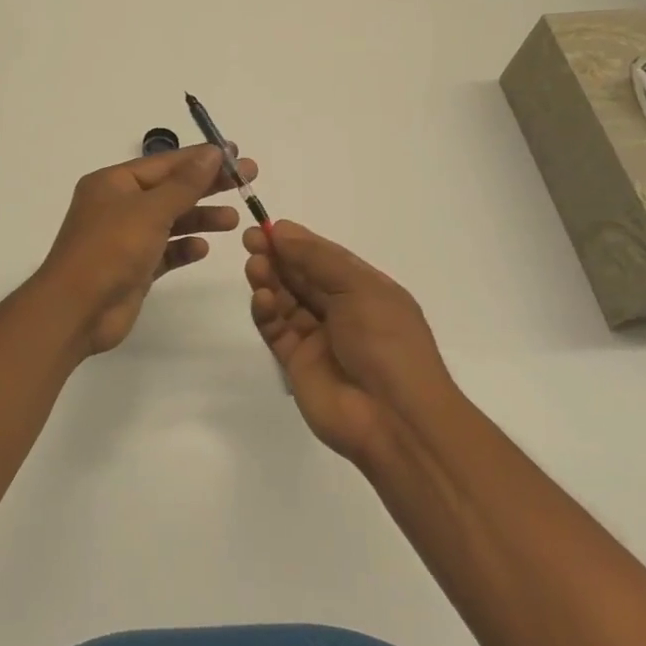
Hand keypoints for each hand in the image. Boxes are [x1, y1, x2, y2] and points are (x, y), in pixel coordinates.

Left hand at [36, 145, 258, 355]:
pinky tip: (203, 248)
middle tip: (248, 180)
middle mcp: (118, 206)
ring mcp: (125, 238)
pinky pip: (164, 252)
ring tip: (234, 220)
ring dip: (200, 218)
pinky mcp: (133, 268)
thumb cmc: (110, 249)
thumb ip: (185, 184)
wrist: (76, 310)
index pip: (165, 163)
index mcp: (113, 183)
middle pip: (171, 189)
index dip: (202, 157)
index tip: (237, 154)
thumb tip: (213, 152)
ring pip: (170, 221)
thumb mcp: (150, 210)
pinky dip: (183, 248)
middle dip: (208, 185)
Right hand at [244, 221, 453, 463]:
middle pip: (301, 276)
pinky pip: (276, 330)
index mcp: (365, 290)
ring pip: (285, 301)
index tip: (268, 227)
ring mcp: (318, 338)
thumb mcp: (360, 288)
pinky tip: (262, 299)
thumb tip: (281, 230)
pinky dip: (266, 312)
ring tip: (254, 266)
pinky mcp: (296, 363)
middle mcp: (341, 310)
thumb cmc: (387, 342)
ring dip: (269, 280)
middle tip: (250, 240)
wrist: (394, 418)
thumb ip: (317, 258)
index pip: (325, 258)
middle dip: (278, 256)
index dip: (297, 241)